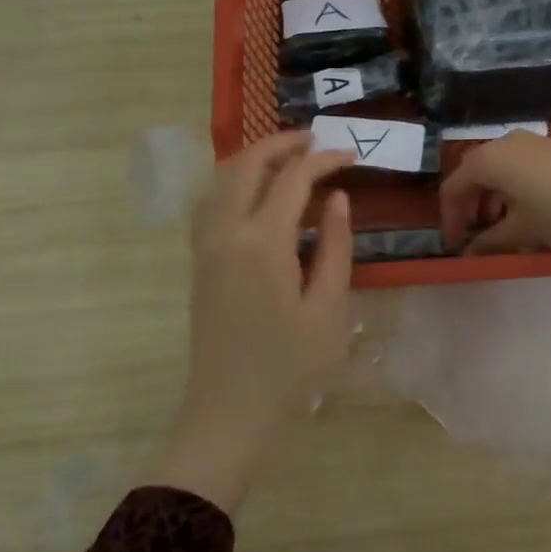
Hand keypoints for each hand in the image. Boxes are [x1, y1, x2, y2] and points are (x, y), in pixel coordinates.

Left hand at [150, 133, 353, 513]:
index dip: (324, 159)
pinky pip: (212, 199)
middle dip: (283, 143)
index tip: (351, 156)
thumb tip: (338, 199)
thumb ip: (336, 246)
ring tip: (292, 157)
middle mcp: (226, 231)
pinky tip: (259, 193)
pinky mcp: (199, 258)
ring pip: (223, 176)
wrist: (228, 410)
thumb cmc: (289, 368)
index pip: (294, 178)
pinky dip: (236, 180)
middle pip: (248, 163)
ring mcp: (205, 243)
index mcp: (263, 243)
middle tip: (317, 141)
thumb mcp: (329, 309)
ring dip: (256, 157)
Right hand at [438, 131, 550, 276]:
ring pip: (497, 169)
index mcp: (488, 160)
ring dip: (491, 199)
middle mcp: (504, 143)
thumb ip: (489, 242)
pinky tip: (526, 213)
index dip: (450, 219)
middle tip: (475, 236)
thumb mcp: (522, 232)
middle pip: (473, 173)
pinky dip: (511, 189)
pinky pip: (517, 166)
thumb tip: (469, 253)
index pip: (453, 187)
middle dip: (470, 206)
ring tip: (502, 228)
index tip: (456, 246)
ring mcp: (530, 142)